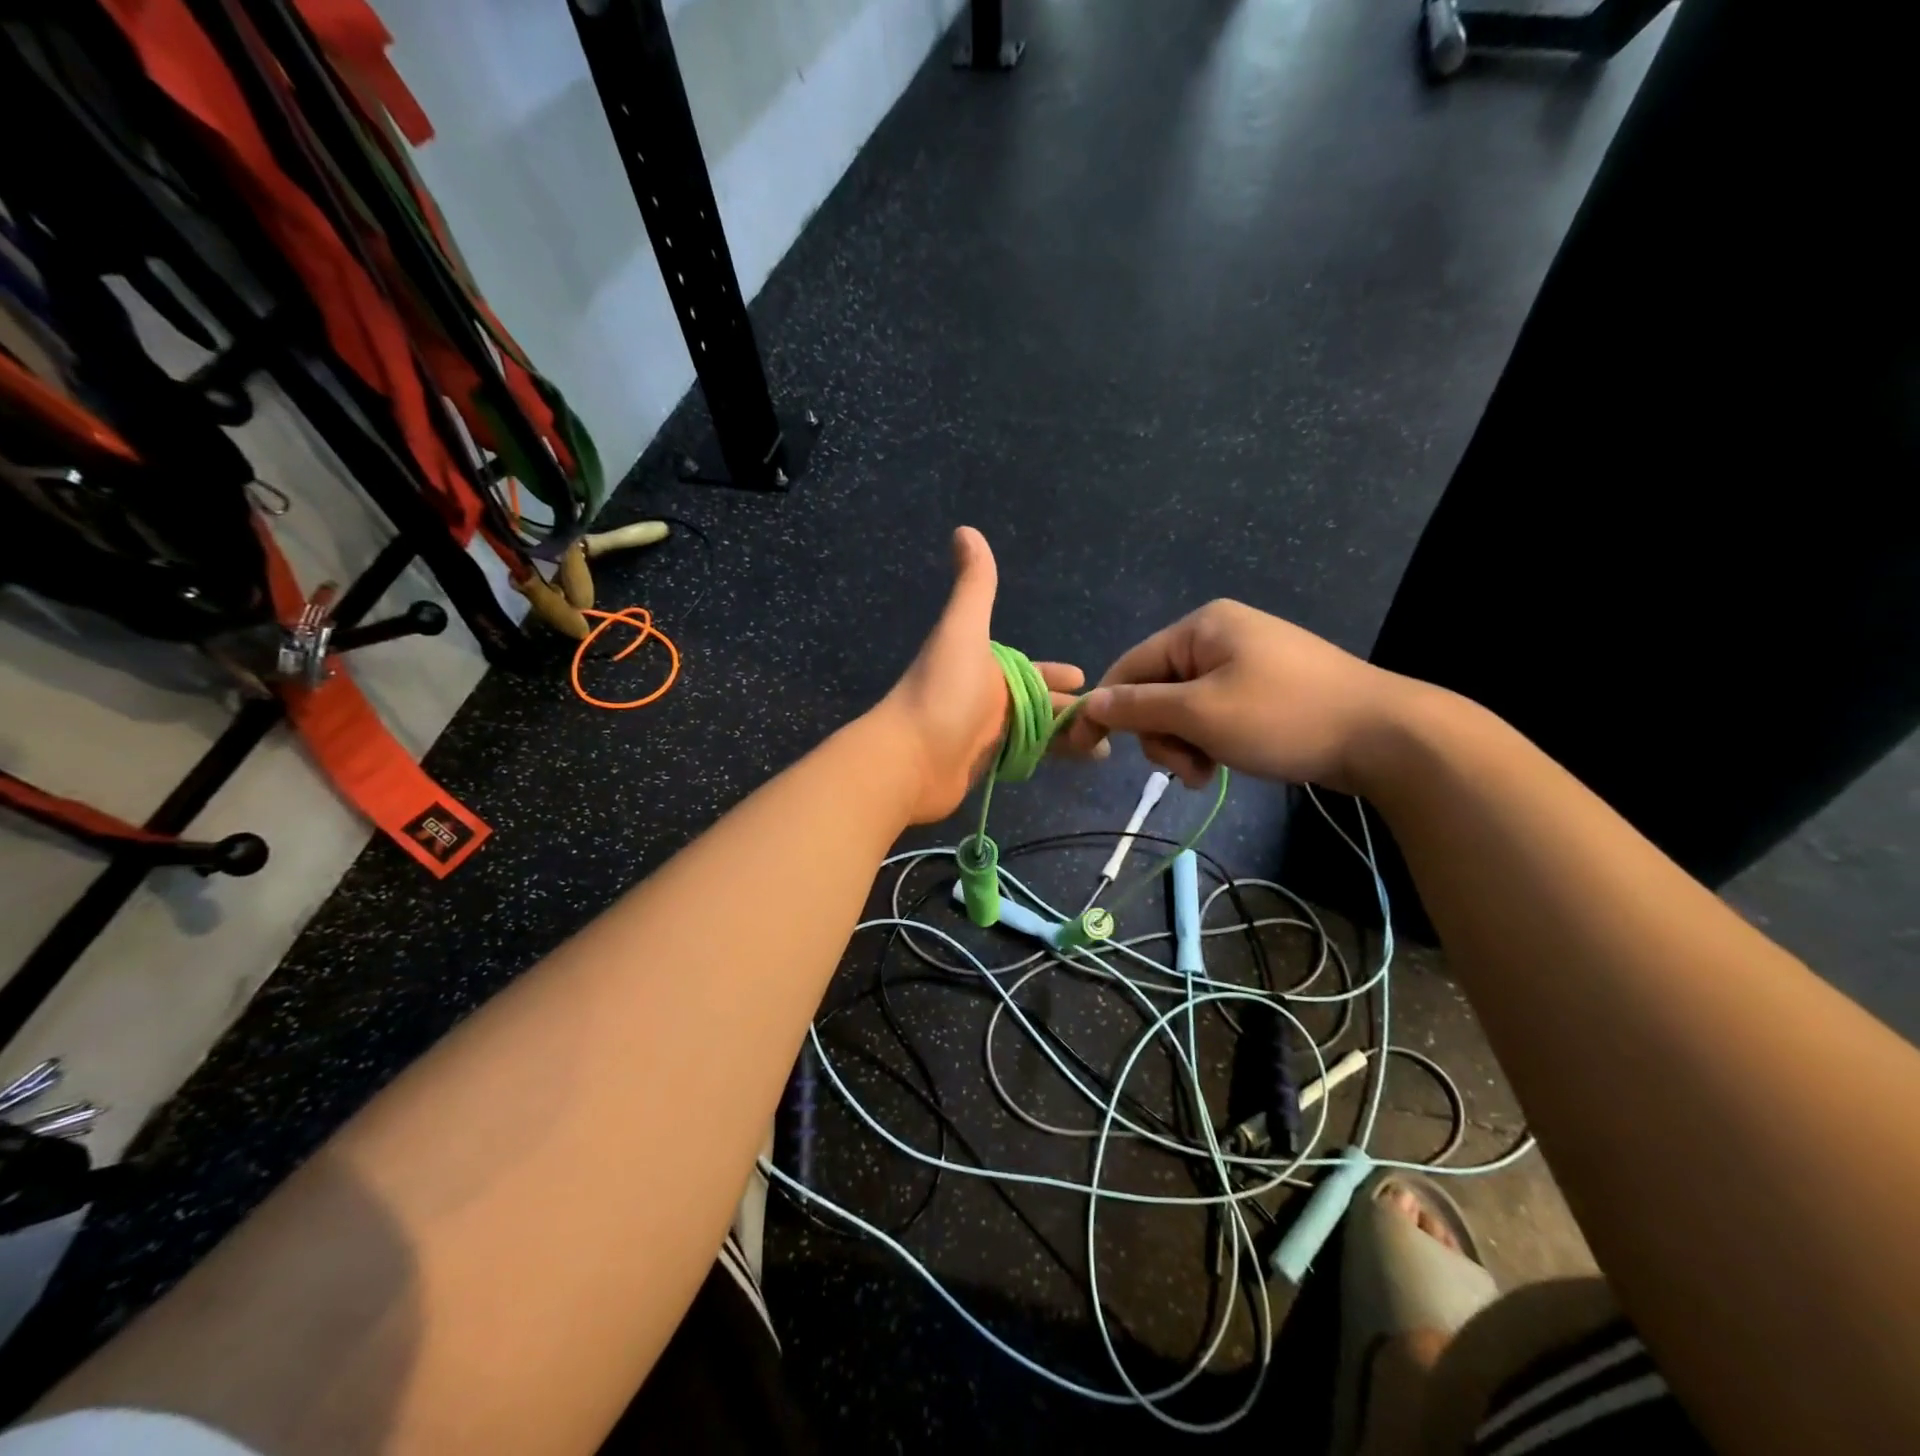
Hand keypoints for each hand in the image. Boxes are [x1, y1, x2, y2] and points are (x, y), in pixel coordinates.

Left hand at [879, 527, 1085, 823]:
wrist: (909, 758)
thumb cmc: (943, 691)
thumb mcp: (963, 631)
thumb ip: (974, 584)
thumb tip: (965, 530)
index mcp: (984, 667)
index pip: (1030, 671)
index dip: (1057, 675)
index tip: (1085, 679)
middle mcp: (985, 698)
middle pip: (1037, 703)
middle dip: (1070, 710)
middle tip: (1108, 722)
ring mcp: (983, 734)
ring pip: (1034, 732)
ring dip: (1066, 737)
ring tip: (1104, 749)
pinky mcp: (982, 766)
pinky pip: (1023, 758)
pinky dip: (1047, 758)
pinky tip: (1073, 764)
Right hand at [1057, 599, 1417, 792]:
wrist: (1384, 736)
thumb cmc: (1283, 717)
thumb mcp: (1200, 713)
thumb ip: (1138, 707)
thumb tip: (1089, 704)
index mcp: (1201, 627)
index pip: (1130, 667)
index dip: (1105, 709)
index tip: (1085, 749)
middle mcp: (1219, 636)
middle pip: (1157, 689)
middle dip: (1161, 734)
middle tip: (1184, 768)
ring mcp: (1246, 661)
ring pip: (1184, 708)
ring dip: (1185, 744)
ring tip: (1206, 772)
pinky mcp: (1265, 688)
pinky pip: (1214, 713)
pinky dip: (1209, 741)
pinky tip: (1222, 764)